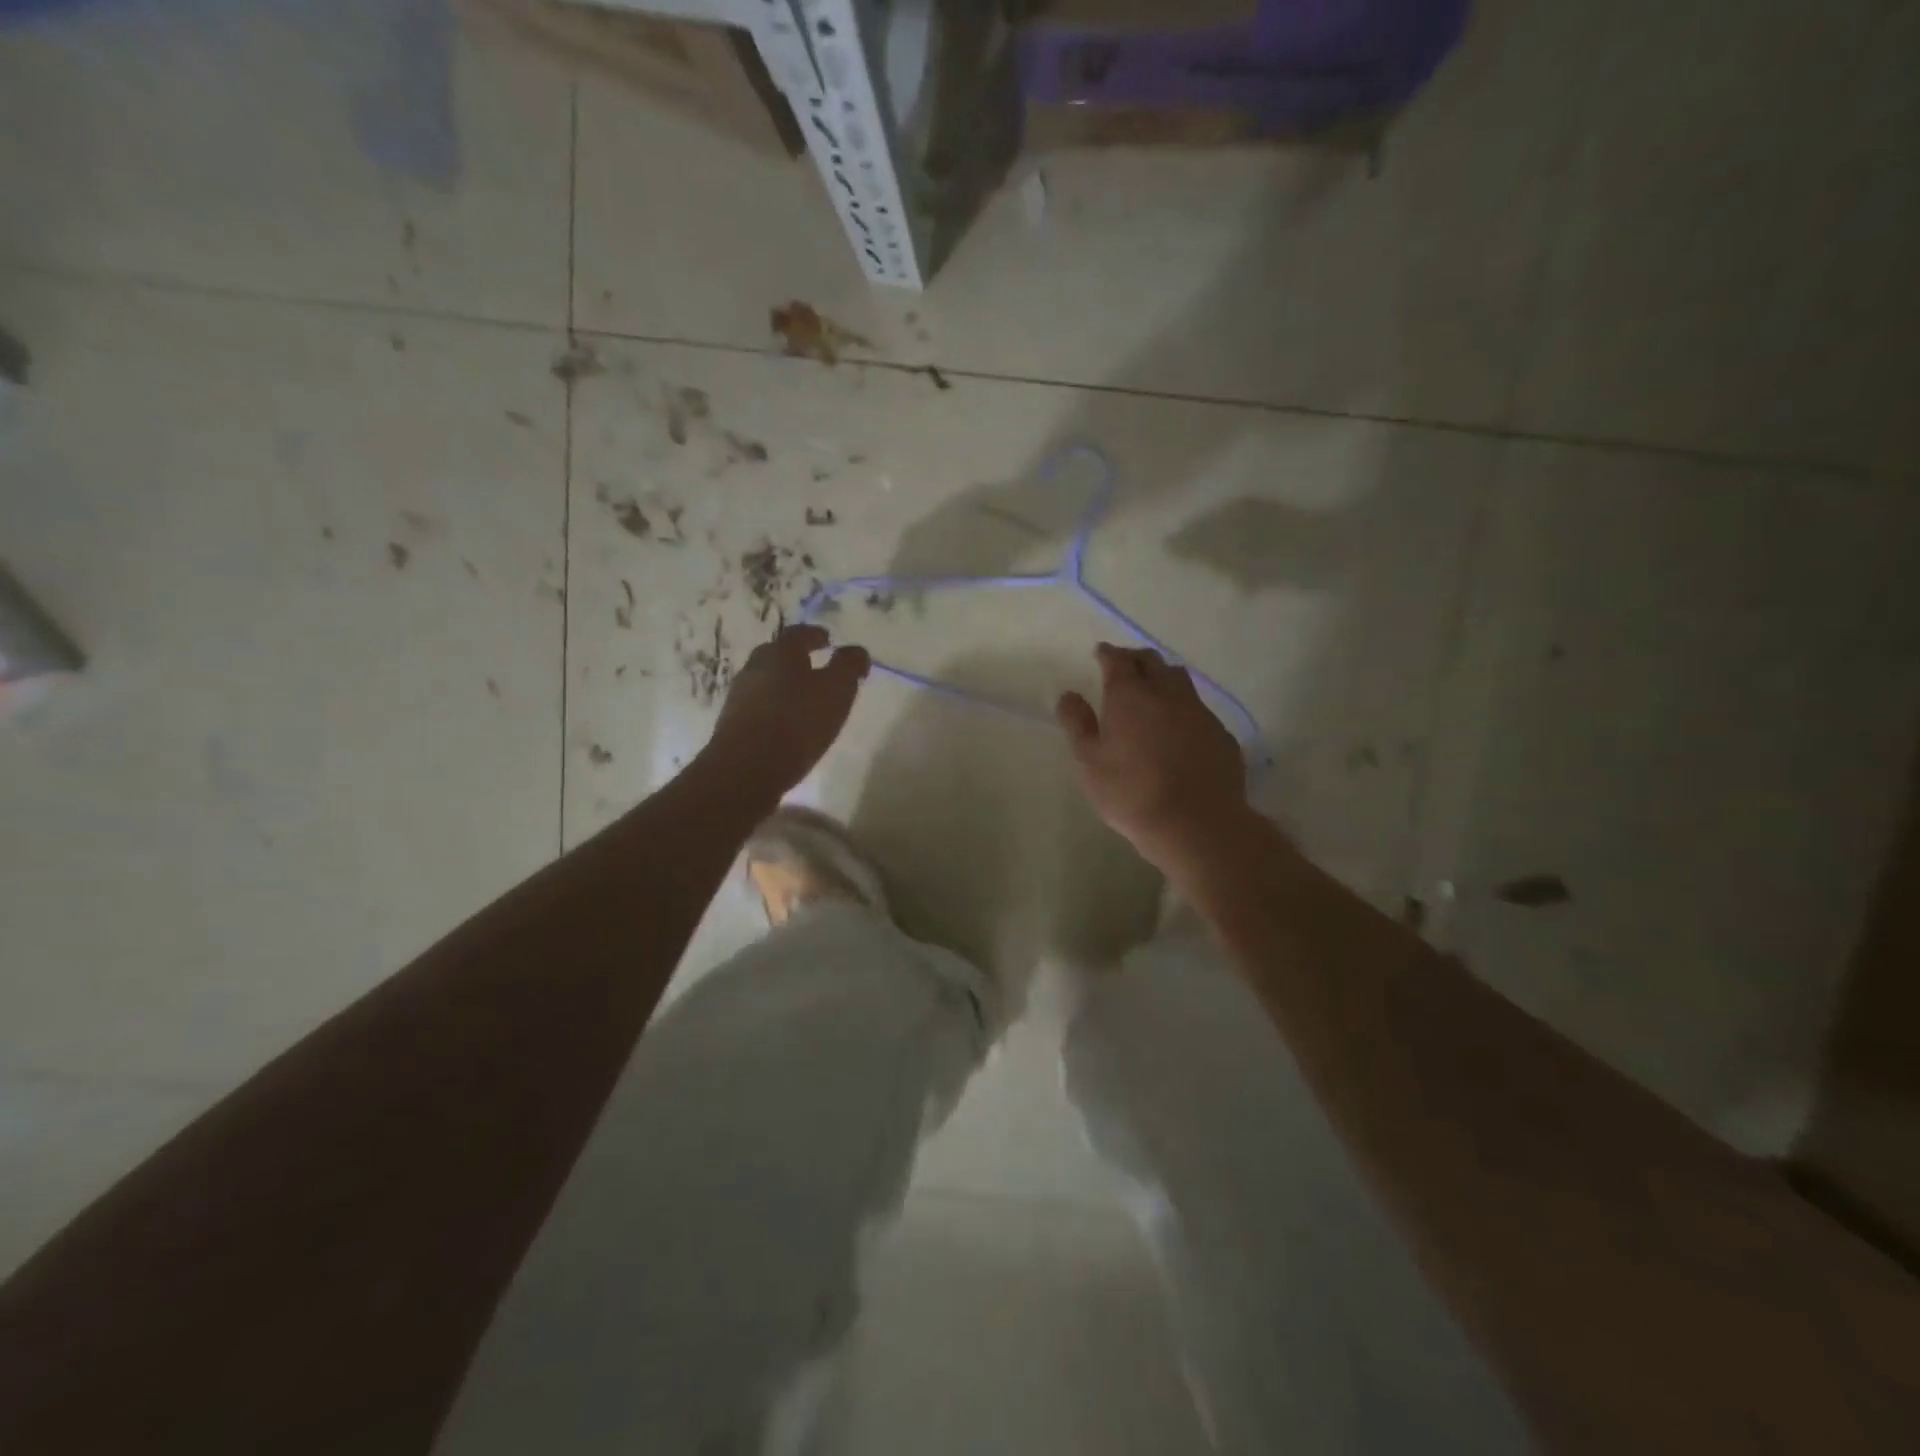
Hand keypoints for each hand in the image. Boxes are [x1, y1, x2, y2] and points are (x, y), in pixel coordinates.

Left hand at [704, 624, 870, 802]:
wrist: (746, 769)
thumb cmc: (797, 722)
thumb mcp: (836, 690)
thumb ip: (849, 667)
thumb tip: (857, 651)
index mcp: (780, 653)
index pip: (798, 634)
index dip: (815, 635)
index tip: (828, 640)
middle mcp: (754, 668)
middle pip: (776, 655)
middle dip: (796, 659)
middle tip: (815, 668)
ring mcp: (739, 697)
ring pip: (765, 682)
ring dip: (784, 685)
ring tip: (804, 700)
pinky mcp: (732, 725)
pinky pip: (759, 708)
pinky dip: (774, 709)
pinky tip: (786, 725)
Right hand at [1056, 643, 1247, 871]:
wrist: (1197, 824)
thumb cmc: (1131, 793)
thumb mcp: (1090, 762)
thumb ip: (1077, 723)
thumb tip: (1068, 694)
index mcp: (1130, 696)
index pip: (1118, 660)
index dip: (1108, 653)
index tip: (1100, 652)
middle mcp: (1167, 693)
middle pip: (1152, 661)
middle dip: (1135, 658)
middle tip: (1124, 666)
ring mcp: (1198, 711)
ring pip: (1179, 679)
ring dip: (1162, 676)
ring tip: (1153, 688)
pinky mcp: (1220, 733)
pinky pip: (1198, 707)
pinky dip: (1183, 706)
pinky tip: (1178, 726)